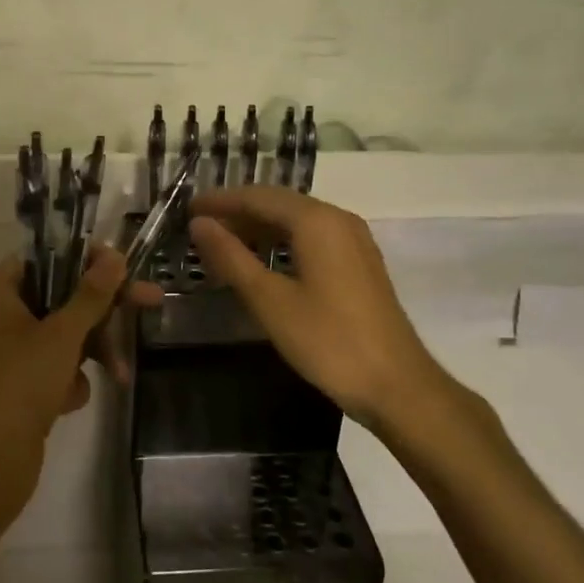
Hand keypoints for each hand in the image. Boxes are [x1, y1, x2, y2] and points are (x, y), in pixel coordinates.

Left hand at [0, 244, 157, 536]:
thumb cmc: (18, 385)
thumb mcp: (61, 334)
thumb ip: (91, 294)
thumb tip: (115, 255)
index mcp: (0, 291)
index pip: (46, 255)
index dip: (85, 256)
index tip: (122, 264)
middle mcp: (3, 315)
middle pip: (62, 294)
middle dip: (103, 308)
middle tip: (151, 300)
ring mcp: (11, 353)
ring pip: (65, 333)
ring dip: (94, 348)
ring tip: (119, 373)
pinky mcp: (21, 387)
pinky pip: (57, 368)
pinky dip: (70, 380)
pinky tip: (70, 401)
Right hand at [189, 185, 448, 429]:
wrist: (397, 385)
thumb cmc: (328, 341)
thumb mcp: (270, 301)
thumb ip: (231, 258)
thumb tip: (199, 224)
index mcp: (316, 221)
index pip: (258, 197)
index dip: (220, 201)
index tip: (187, 209)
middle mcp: (338, 219)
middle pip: (278, 203)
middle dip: (237, 212)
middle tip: (199, 227)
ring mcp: (353, 240)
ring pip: (296, 220)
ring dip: (258, 227)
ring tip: (222, 243)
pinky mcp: (359, 262)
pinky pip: (312, 237)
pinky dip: (281, 242)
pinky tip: (262, 261)